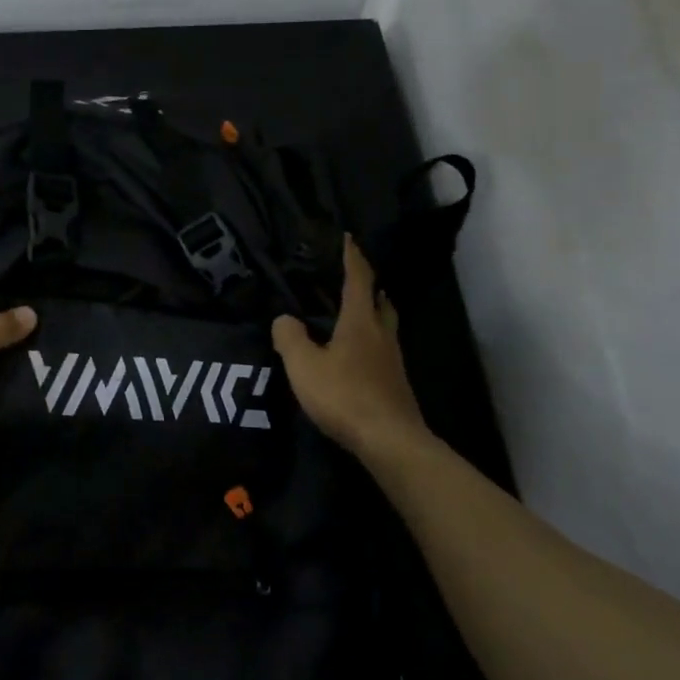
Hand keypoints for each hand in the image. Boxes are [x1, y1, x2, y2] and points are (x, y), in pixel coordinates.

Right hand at [272, 235, 429, 462]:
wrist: (389, 440)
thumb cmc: (345, 396)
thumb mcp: (304, 366)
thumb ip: (289, 338)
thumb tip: (284, 318)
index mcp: (360, 322)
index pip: (358, 279)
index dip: (352, 257)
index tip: (348, 238)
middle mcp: (381, 334)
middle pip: (380, 300)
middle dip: (368, 285)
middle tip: (352, 277)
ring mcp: (393, 359)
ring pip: (385, 325)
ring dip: (373, 312)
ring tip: (354, 313)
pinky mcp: (396, 383)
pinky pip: (383, 349)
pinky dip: (371, 341)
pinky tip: (357, 355)